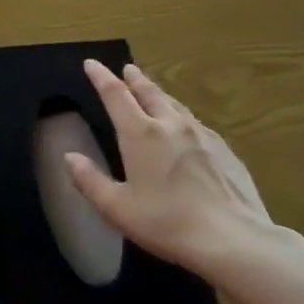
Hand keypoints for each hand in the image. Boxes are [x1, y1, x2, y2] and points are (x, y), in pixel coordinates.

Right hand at [65, 60, 303, 284]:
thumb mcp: (116, 208)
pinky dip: (182, 116)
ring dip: (159, 94)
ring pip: (175, 105)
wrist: (233, 239)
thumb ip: (90, 180)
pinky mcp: (225, 151)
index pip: (115, 95)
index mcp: (140, 134)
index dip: (101, 77)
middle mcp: (171, 125)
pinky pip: (197, 123)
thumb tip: (70, 157)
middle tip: (127, 68)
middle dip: (134, 79)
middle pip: (149, 92)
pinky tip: (186, 127)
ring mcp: (202, 136)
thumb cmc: (166, 223)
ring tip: (153, 91)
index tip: (91, 63)